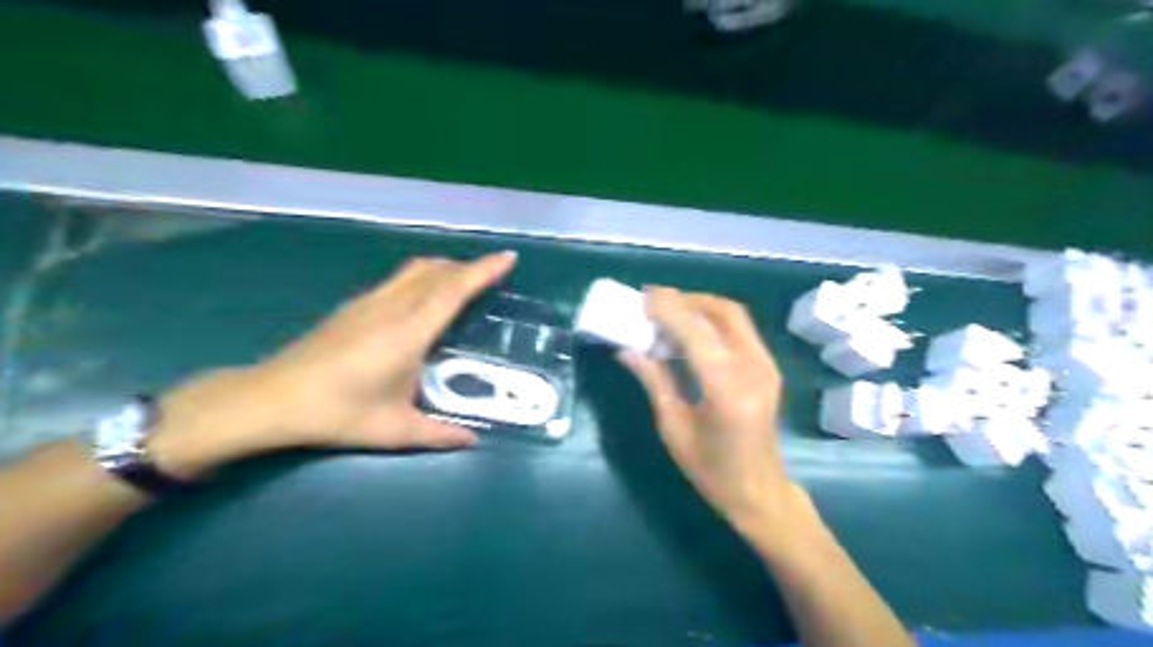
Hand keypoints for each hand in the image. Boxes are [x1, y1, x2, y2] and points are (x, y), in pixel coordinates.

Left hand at [147, 252, 518, 479]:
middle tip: (493, 274)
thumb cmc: (337, 413)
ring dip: (445, 268)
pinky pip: (399, 279)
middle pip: (436, 271)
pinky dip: (423, 277)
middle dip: (468, 266)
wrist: (270, 399)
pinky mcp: (353, 306)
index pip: (453, 290)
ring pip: (415, 270)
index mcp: (408, 333)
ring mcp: (368, 302)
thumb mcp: (394, 430)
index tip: (508, 258)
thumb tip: (472, 440)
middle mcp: (391, 308)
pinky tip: (423, 299)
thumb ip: (439, 434)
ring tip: (464, 280)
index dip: (483, 270)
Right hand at [622, 291, 807, 536]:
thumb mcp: (673, 428)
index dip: (670, 311)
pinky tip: (689, 329)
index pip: (697, 335)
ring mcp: (767, 366)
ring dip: (700, 306)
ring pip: (734, 316)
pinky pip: (739, 329)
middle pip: (723, 313)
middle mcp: (754, 370)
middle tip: (653, 301)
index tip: (643, 298)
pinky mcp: (768, 367)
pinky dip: (712, 319)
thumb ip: (653, 381)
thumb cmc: (711, 471)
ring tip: (667, 310)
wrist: (760, 491)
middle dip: (687, 300)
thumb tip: (627, 349)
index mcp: (728, 392)